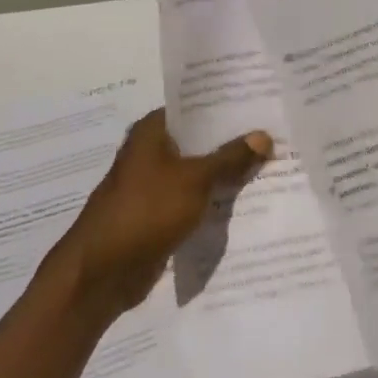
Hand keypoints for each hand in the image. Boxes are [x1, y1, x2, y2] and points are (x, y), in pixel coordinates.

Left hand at [57, 110, 270, 319]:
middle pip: (198, 141)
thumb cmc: (145, 211)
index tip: (260, 104)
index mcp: (151, 132)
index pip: (194, 108)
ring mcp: (153, 186)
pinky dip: (213, 200)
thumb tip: (263, 135)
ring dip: (225, 173)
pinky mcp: (158, 215)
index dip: (225, 106)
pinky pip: (193, 200)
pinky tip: (245, 200)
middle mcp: (150, 153)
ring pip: (197, 172)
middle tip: (274, 134)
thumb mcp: (195, 179)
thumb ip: (230, 158)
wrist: (102, 272)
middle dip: (232, 141)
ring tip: (269, 165)